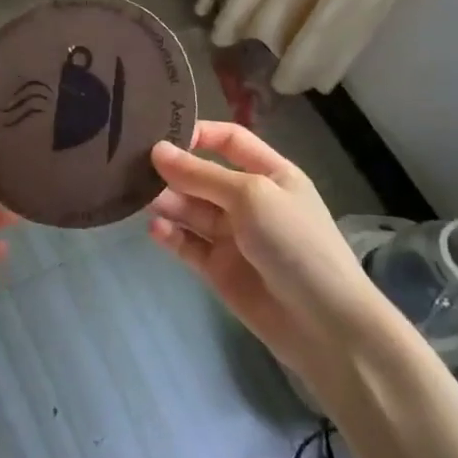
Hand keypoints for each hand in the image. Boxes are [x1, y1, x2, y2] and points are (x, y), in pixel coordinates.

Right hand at [147, 121, 373, 375]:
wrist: (323, 323)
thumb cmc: (295, 243)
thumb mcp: (251, 196)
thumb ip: (201, 175)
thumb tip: (157, 150)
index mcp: (270, 174)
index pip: (229, 141)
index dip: (199, 134)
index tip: (161, 133)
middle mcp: (249, 201)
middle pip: (203, 175)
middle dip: (173, 170)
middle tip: (133, 167)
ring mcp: (233, 236)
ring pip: (190, 210)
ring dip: (167, 201)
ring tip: (141, 198)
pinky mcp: (218, 268)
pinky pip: (187, 244)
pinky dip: (170, 235)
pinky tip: (156, 229)